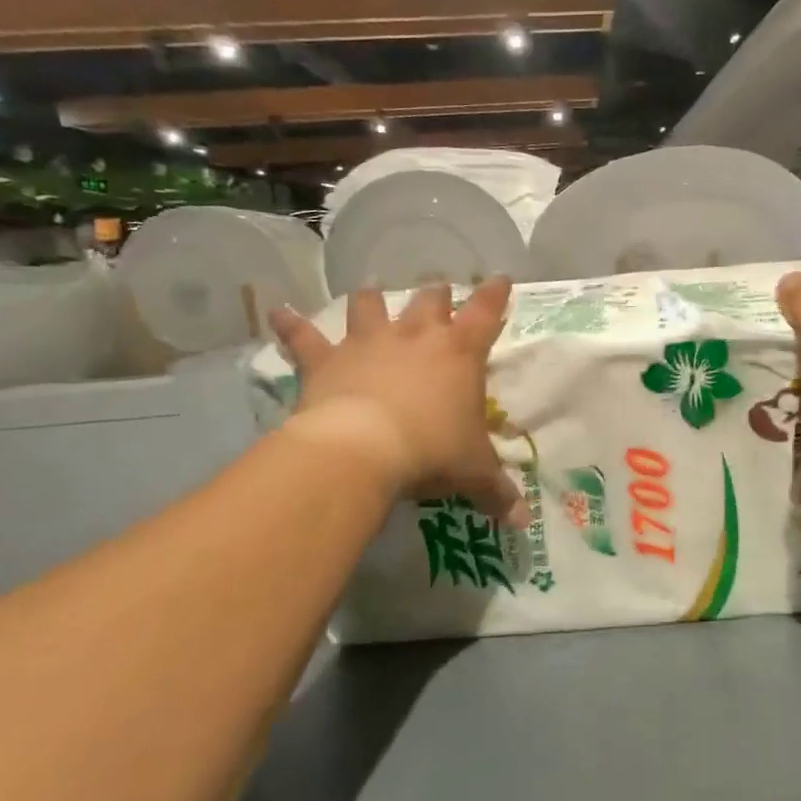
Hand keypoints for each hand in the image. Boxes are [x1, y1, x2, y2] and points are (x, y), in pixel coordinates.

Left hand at [268, 280, 526, 526]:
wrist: (363, 449)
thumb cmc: (432, 452)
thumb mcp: (473, 473)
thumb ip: (498, 492)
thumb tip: (522, 522)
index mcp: (461, 353)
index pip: (486, 312)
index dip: (495, 294)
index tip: (501, 279)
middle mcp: (417, 336)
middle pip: (430, 299)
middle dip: (438, 294)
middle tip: (439, 292)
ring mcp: (369, 342)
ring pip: (371, 305)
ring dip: (372, 298)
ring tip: (372, 292)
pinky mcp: (327, 359)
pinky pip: (304, 337)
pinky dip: (290, 325)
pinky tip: (278, 313)